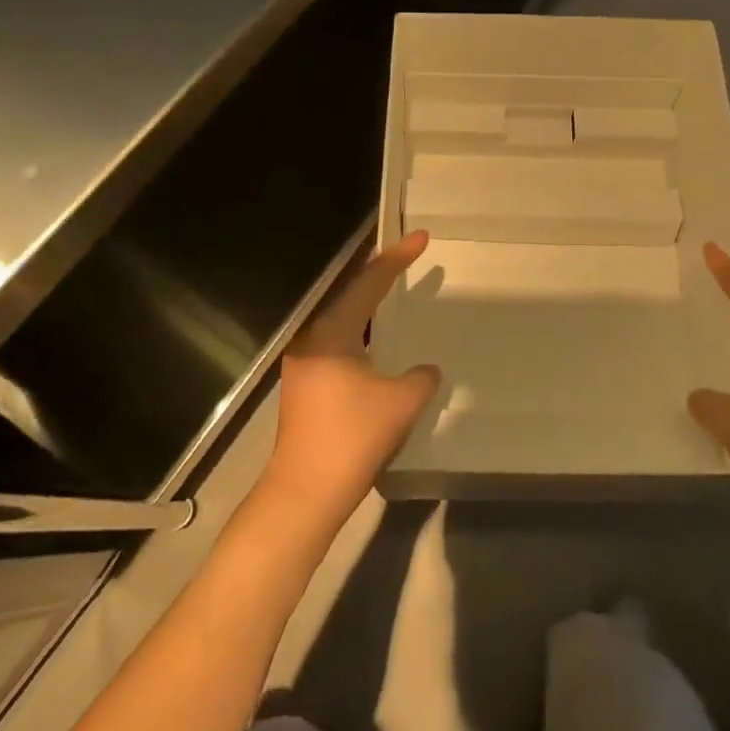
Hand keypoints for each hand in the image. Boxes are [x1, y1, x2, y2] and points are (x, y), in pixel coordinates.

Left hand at [265, 231, 441, 519]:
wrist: (305, 493)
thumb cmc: (353, 438)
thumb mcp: (401, 403)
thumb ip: (421, 378)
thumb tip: (425, 370)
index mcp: (333, 333)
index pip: (369, 284)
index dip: (397, 259)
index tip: (420, 237)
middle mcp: (313, 339)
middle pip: (351, 296)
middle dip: (381, 276)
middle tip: (408, 258)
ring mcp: (304, 364)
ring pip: (343, 322)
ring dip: (369, 307)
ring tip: (395, 293)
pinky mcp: (304, 387)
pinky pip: (338, 344)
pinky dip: (361, 334)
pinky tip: (376, 344)